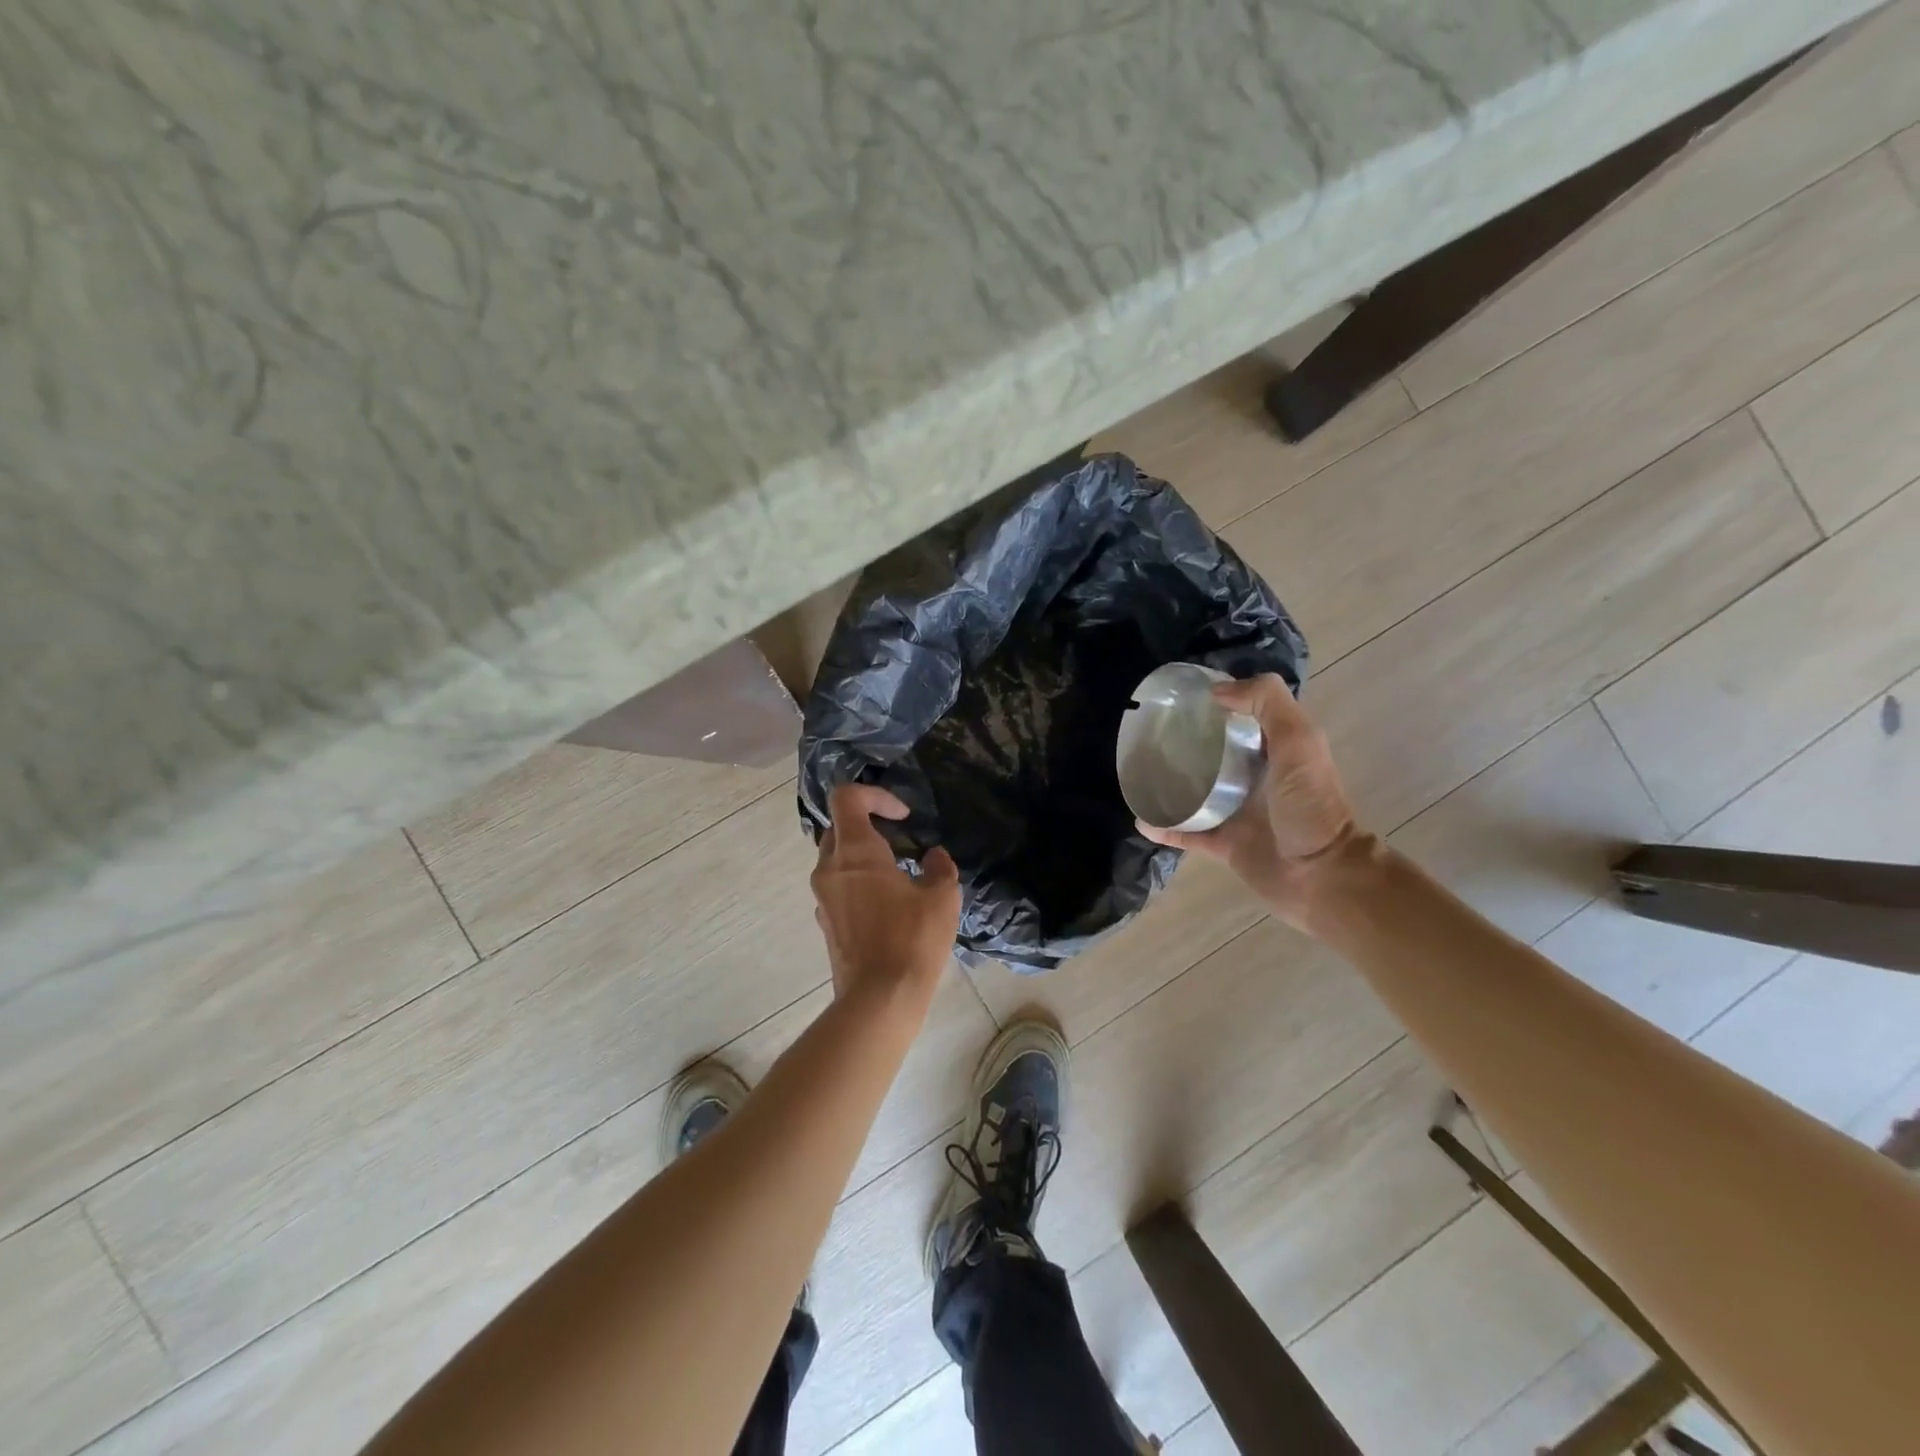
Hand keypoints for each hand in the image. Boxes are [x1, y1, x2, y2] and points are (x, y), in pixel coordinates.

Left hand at [811, 784, 961, 1005]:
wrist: (879, 999)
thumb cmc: (912, 939)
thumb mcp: (942, 897)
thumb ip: (939, 867)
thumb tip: (933, 857)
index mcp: (855, 851)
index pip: (847, 798)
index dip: (876, 795)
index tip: (903, 817)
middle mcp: (830, 868)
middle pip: (839, 828)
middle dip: (869, 826)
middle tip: (901, 844)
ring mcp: (823, 898)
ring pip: (837, 860)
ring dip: (864, 858)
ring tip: (898, 877)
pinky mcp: (825, 923)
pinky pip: (838, 888)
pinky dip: (858, 884)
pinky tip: (888, 908)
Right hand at [1137, 674, 1362, 926]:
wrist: (1321, 876)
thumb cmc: (1310, 806)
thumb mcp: (1298, 741)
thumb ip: (1267, 704)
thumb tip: (1217, 691)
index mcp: (1275, 751)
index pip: (1244, 718)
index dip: (1218, 704)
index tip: (1182, 697)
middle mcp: (1257, 778)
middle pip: (1215, 754)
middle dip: (1186, 743)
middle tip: (1150, 733)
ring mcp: (1239, 813)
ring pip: (1197, 792)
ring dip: (1170, 785)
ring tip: (1138, 773)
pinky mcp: (1224, 844)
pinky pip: (1187, 832)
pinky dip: (1165, 827)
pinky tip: (1141, 819)